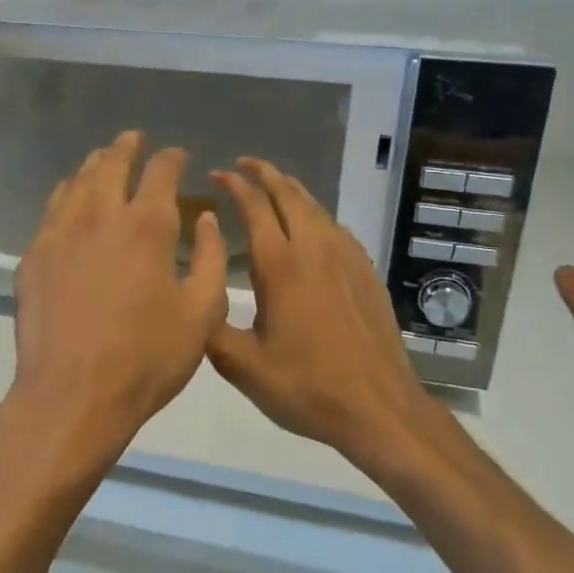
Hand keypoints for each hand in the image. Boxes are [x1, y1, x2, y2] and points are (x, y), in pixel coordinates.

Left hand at [7, 132, 229, 470]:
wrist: (73, 394)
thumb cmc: (147, 358)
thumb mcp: (201, 314)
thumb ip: (212, 260)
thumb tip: (207, 219)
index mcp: (147, 226)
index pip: (161, 171)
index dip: (172, 158)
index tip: (178, 157)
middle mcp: (100, 216)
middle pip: (112, 163)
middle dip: (128, 147)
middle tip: (135, 140)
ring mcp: (61, 233)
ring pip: (78, 181)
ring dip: (96, 165)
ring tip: (105, 160)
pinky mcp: (35, 255)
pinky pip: (53, 209)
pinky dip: (68, 193)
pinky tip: (71, 199)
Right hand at [209, 159, 453, 478]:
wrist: (378, 407)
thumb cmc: (305, 386)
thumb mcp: (242, 366)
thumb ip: (210, 326)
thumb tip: (195, 293)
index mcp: (280, 265)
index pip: (254, 206)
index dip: (234, 184)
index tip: (217, 174)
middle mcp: (314, 249)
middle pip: (288, 193)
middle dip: (263, 173)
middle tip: (242, 165)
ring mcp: (346, 258)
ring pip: (315, 206)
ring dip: (290, 189)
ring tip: (272, 186)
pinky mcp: (365, 272)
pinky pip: (335, 226)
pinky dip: (313, 213)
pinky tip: (309, 227)